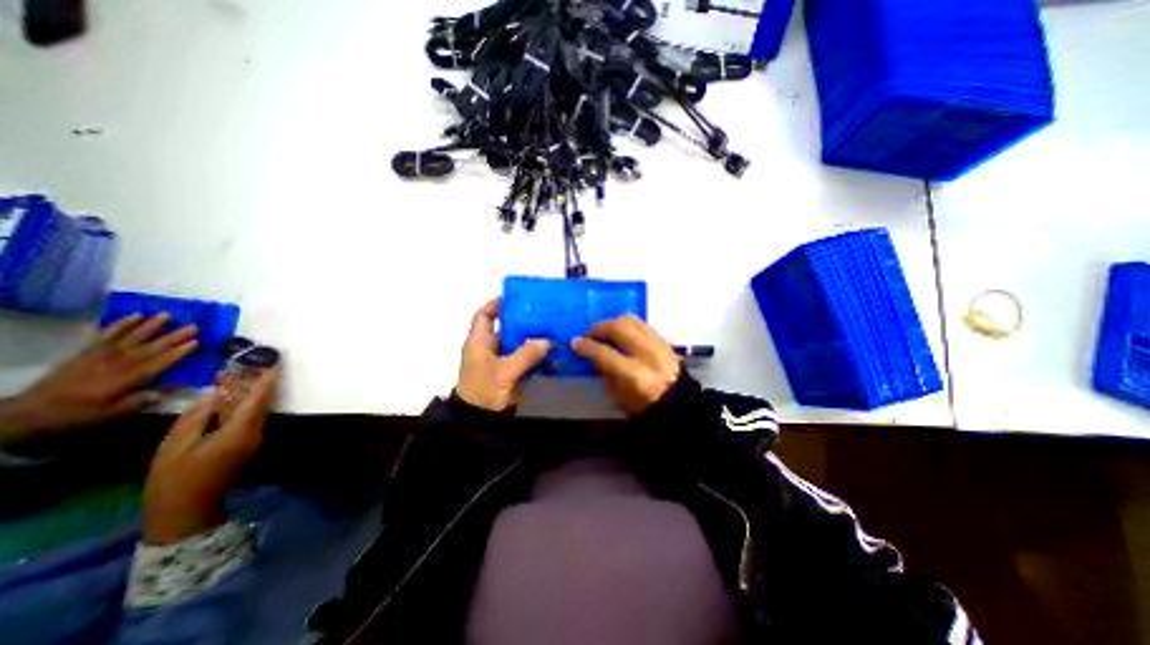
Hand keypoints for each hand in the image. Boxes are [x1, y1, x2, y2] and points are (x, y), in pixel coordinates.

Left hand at [0, 313, 198, 447]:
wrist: (27, 413)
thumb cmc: (78, 415)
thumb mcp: (112, 414)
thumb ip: (141, 401)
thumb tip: (171, 390)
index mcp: (127, 379)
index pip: (159, 363)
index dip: (179, 352)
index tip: (197, 342)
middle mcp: (116, 364)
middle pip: (150, 348)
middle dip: (173, 336)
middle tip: (193, 325)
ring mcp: (99, 356)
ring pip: (129, 338)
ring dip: (149, 326)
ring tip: (167, 314)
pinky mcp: (86, 352)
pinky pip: (105, 335)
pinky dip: (120, 324)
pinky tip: (133, 316)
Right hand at [141, 369, 280, 543]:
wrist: (185, 508)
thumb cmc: (175, 477)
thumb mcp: (177, 444)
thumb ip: (199, 416)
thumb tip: (215, 394)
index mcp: (241, 430)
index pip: (259, 399)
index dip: (267, 380)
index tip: (274, 363)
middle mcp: (255, 431)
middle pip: (260, 402)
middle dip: (254, 383)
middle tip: (243, 364)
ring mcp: (253, 438)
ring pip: (254, 409)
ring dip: (246, 393)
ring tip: (231, 375)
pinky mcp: (246, 443)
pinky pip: (247, 418)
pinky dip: (240, 406)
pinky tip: (226, 397)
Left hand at [455, 298, 551, 410]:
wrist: (479, 423)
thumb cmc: (483, 393)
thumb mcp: (503, 372)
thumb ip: (525, 355)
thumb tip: (547, 341)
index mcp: (479, 343)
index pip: (484, 316)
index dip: (496, 304)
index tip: (516, 297)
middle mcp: (489, 349)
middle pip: (506, 328)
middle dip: (524, 320)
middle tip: (543, 314)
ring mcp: (500, 362)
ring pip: (518, 344)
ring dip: (533, 338)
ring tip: (552, 330)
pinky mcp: (510, 374)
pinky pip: (525, 359)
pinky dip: (537, 355)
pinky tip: (552, 352)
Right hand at [570, 316, 674, 415]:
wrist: (678, 403)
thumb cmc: (643, 405)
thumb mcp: (617, 395)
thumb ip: (603, 372)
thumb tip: (592, 353)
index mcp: (634, 374)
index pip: (604, 353)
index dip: (586, 346)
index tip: (575, 342)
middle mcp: (647, 354)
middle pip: (619, 328)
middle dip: (599, 327)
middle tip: (590, 334)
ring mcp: (658, 344)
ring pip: (631, 320)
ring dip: (614, 323)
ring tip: (606, 332)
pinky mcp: (664, 340)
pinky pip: (642, 323)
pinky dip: (627, 325)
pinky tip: (621, 333)